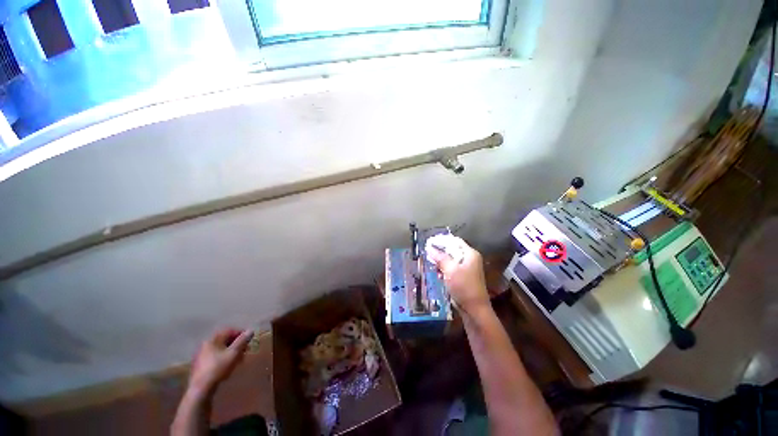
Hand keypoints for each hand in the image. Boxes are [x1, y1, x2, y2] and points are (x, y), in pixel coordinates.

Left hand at [187, 328, 253, 394]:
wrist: (201, 388)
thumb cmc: (219, 367)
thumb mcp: (234, 353)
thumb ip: (242, 341)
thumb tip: (251, 330)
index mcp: (213, 340)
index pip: (229, 331)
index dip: (241, 334)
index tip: (249, 340)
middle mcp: (206, 345)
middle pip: (225, 340)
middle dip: (237, 344)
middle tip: (246, 351)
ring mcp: (202, 355)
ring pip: (221, 349)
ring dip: (232, 352)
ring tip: (239, 360)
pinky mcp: (201, 365)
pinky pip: (216, 357)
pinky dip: (225, 358)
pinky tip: (229, 366)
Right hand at [429, 237, 489, 311]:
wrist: (474, 309)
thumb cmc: (464, 286)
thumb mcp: (450, 270)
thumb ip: (440, 257)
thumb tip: (429, 248)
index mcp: (470, 254)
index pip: (454, 241)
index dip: (442, 240)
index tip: (429, 242)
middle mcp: (470, 259)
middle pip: (452, 250)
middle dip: (440, 251)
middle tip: (428, 252)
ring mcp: (467, 269)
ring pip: (451, 260)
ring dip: (441, 261)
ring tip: (432, 263)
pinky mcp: (463, 277)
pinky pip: (452, 269)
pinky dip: (444, 269)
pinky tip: (438, 273)